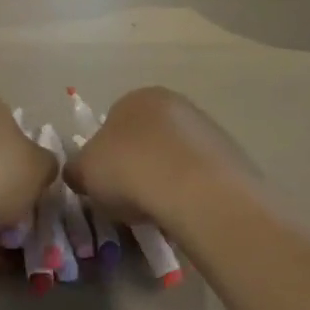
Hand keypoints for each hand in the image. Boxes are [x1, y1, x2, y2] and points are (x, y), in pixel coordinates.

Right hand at [65, 87, 255, 229]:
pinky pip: (200, 175)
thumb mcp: (85, 171)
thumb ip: (77, 169)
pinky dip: (190, 191)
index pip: (113, 122)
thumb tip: (77, 173)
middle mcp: (175, 103)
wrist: (196, 191)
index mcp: (137, 97)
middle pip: (147, 138)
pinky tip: (184, 212)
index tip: (104, 183)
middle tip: (129, 198)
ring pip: (175, 156)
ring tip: (158, 211)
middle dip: (138, 164)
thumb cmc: (130, 170)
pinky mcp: (232, 156)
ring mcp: (208, 128)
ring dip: (165, 178)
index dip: (105, 155)